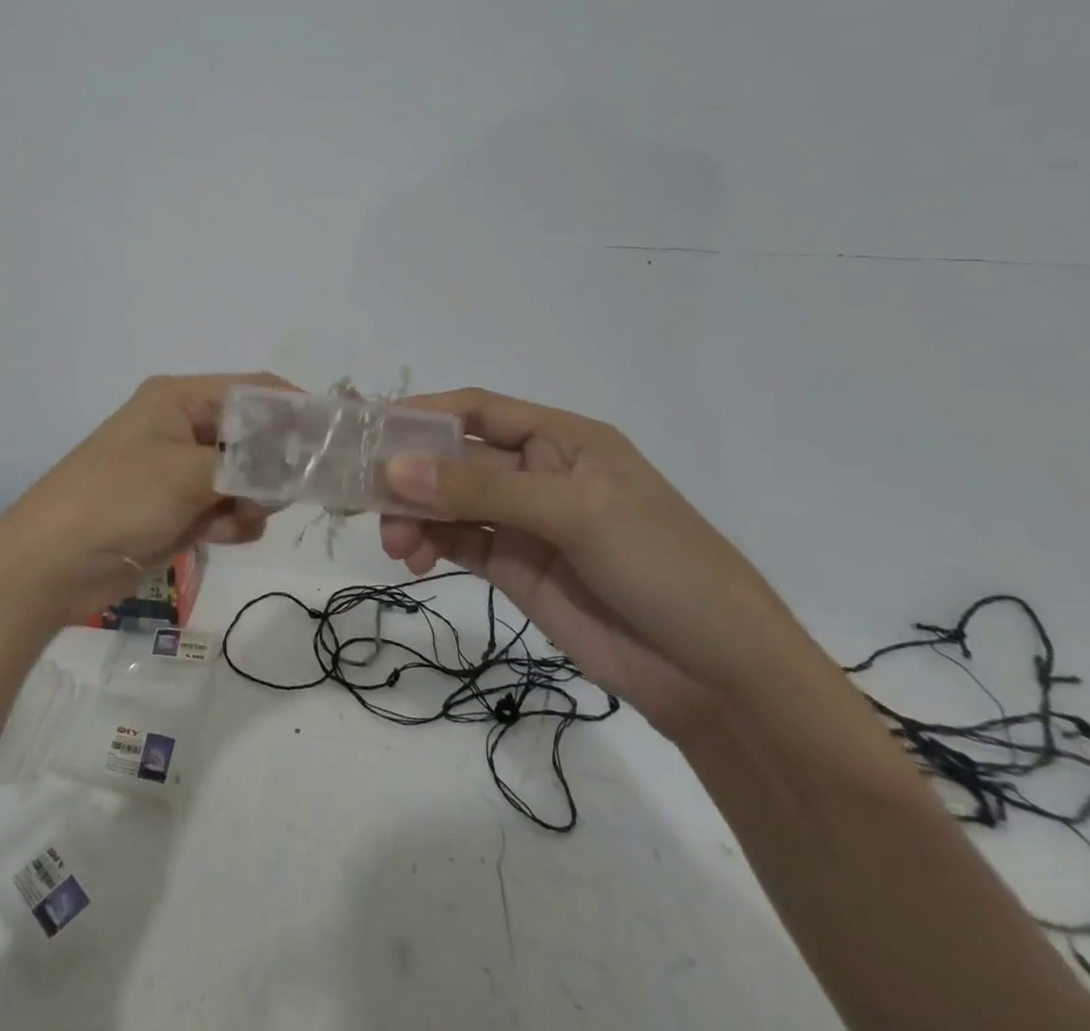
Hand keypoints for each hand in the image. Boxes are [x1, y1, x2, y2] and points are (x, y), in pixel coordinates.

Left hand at [0, 373, 290, 623]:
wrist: (48, 566)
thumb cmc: (114, 501)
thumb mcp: (184, 474)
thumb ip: (246, 465)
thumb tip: (296, 464)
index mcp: (180, 399)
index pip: (256, 391)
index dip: (296, 412)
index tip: (333, 445)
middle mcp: (184, 426)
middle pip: (256, 436)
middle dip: (273, 467)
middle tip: (279, 496)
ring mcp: (182, 469)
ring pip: (247, 477)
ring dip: (252, 500)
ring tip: (233, 522)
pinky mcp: (179, 507)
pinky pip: (227, 506)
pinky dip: (232, 521)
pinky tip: (217, 538)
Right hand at [378, 389, 807, 736]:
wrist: (719, 678)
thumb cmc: (662, 566)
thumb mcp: (575, 513)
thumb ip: (482, 490)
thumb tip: (392, 470)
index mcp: (562, 439)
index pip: (478, 410)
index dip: (424, 414)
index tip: (370, 431)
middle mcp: (538, 473)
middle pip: (454, 459)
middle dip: (411, 475)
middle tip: (370, 501)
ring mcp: (525, 523)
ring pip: (448, 503)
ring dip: (414, 515)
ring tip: (397, 546)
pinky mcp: (516, 569)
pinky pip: (458, 543)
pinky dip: (428, 545)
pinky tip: (414, 561)